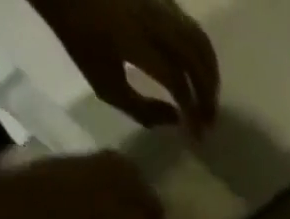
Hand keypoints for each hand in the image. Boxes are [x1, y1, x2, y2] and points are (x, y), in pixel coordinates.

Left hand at [0, 153, 172, 218]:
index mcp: (96, 191)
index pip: (141, 207)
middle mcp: (85, 173)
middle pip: (128, 176)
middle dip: (148, 205)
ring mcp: (67, 170)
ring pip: (112, 173)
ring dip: (130, 199)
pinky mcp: (52, 176)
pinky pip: (94, 179)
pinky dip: (111, 198)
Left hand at [36, 0, 219, 134]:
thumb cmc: (79, 37)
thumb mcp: (105, 86)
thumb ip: (144, 111)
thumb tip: (177, 119)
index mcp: (134, 41)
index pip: (177, 83)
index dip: (192, 112)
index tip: (197, 135)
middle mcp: (152, 20)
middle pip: (196, 62)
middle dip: (208, 96)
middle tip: (209, 121)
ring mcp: (158, 4)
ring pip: (200, 42)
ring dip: (210, 75)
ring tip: (208, 98)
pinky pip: (191, 28)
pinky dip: (201, 54)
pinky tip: (199, 72)